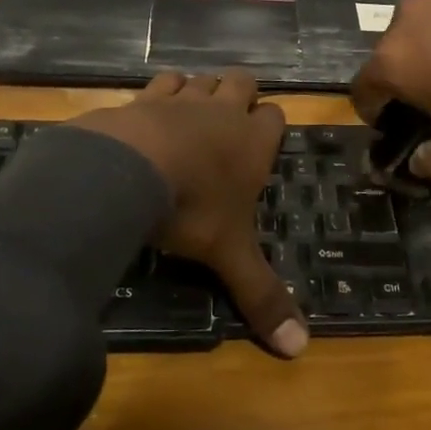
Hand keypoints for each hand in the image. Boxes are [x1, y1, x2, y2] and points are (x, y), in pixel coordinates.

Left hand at [74, 70, 305, 357]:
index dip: (270, 126)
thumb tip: (300, 350)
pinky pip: (161, 82)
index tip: (262, 143)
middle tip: (228, 124)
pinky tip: (151, 112)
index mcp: (253, 142)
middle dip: (240, 95)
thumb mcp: (229, 256)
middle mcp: (223, 112)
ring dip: (201, 91)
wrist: (130, 170)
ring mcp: (183, 99)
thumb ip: (262, 296)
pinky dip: (161, 93)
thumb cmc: (193, 209)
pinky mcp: (144, 97)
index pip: (276, 117)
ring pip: (202, 79)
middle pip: (243, 82)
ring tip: (191, 117)